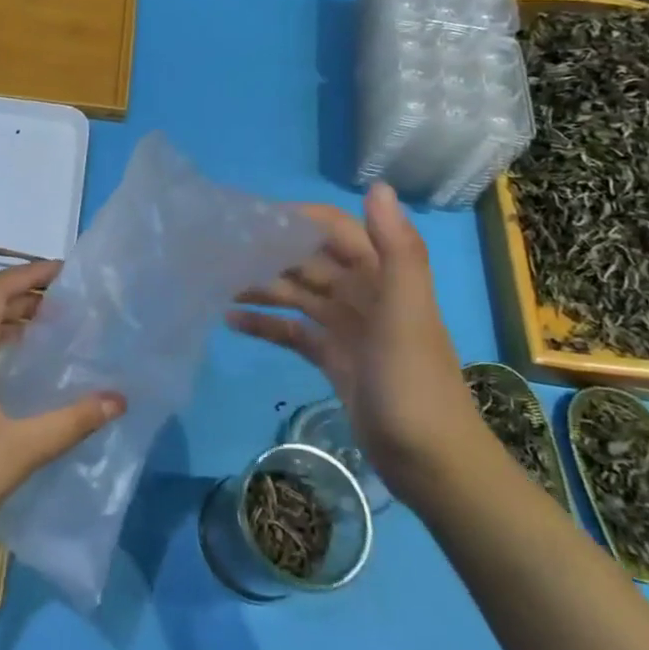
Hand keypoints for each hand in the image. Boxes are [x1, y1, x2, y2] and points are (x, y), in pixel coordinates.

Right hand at [228, 184, 480, 498]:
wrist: (431, 463)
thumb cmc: (414, 383)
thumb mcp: (406, 313)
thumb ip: (396, 250)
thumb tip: (377, 186)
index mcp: (382, 276)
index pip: (335, 230)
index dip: (299, 217)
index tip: (252, 216)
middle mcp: (362, 294)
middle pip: (309, 260)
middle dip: (270, 251)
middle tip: (221, 248)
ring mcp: (346, 328)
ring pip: (297, 294)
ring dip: (262, 286)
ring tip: (217, 281)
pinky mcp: (332, 359)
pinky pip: (293, 331)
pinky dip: (265, 324)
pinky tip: (230, 321)